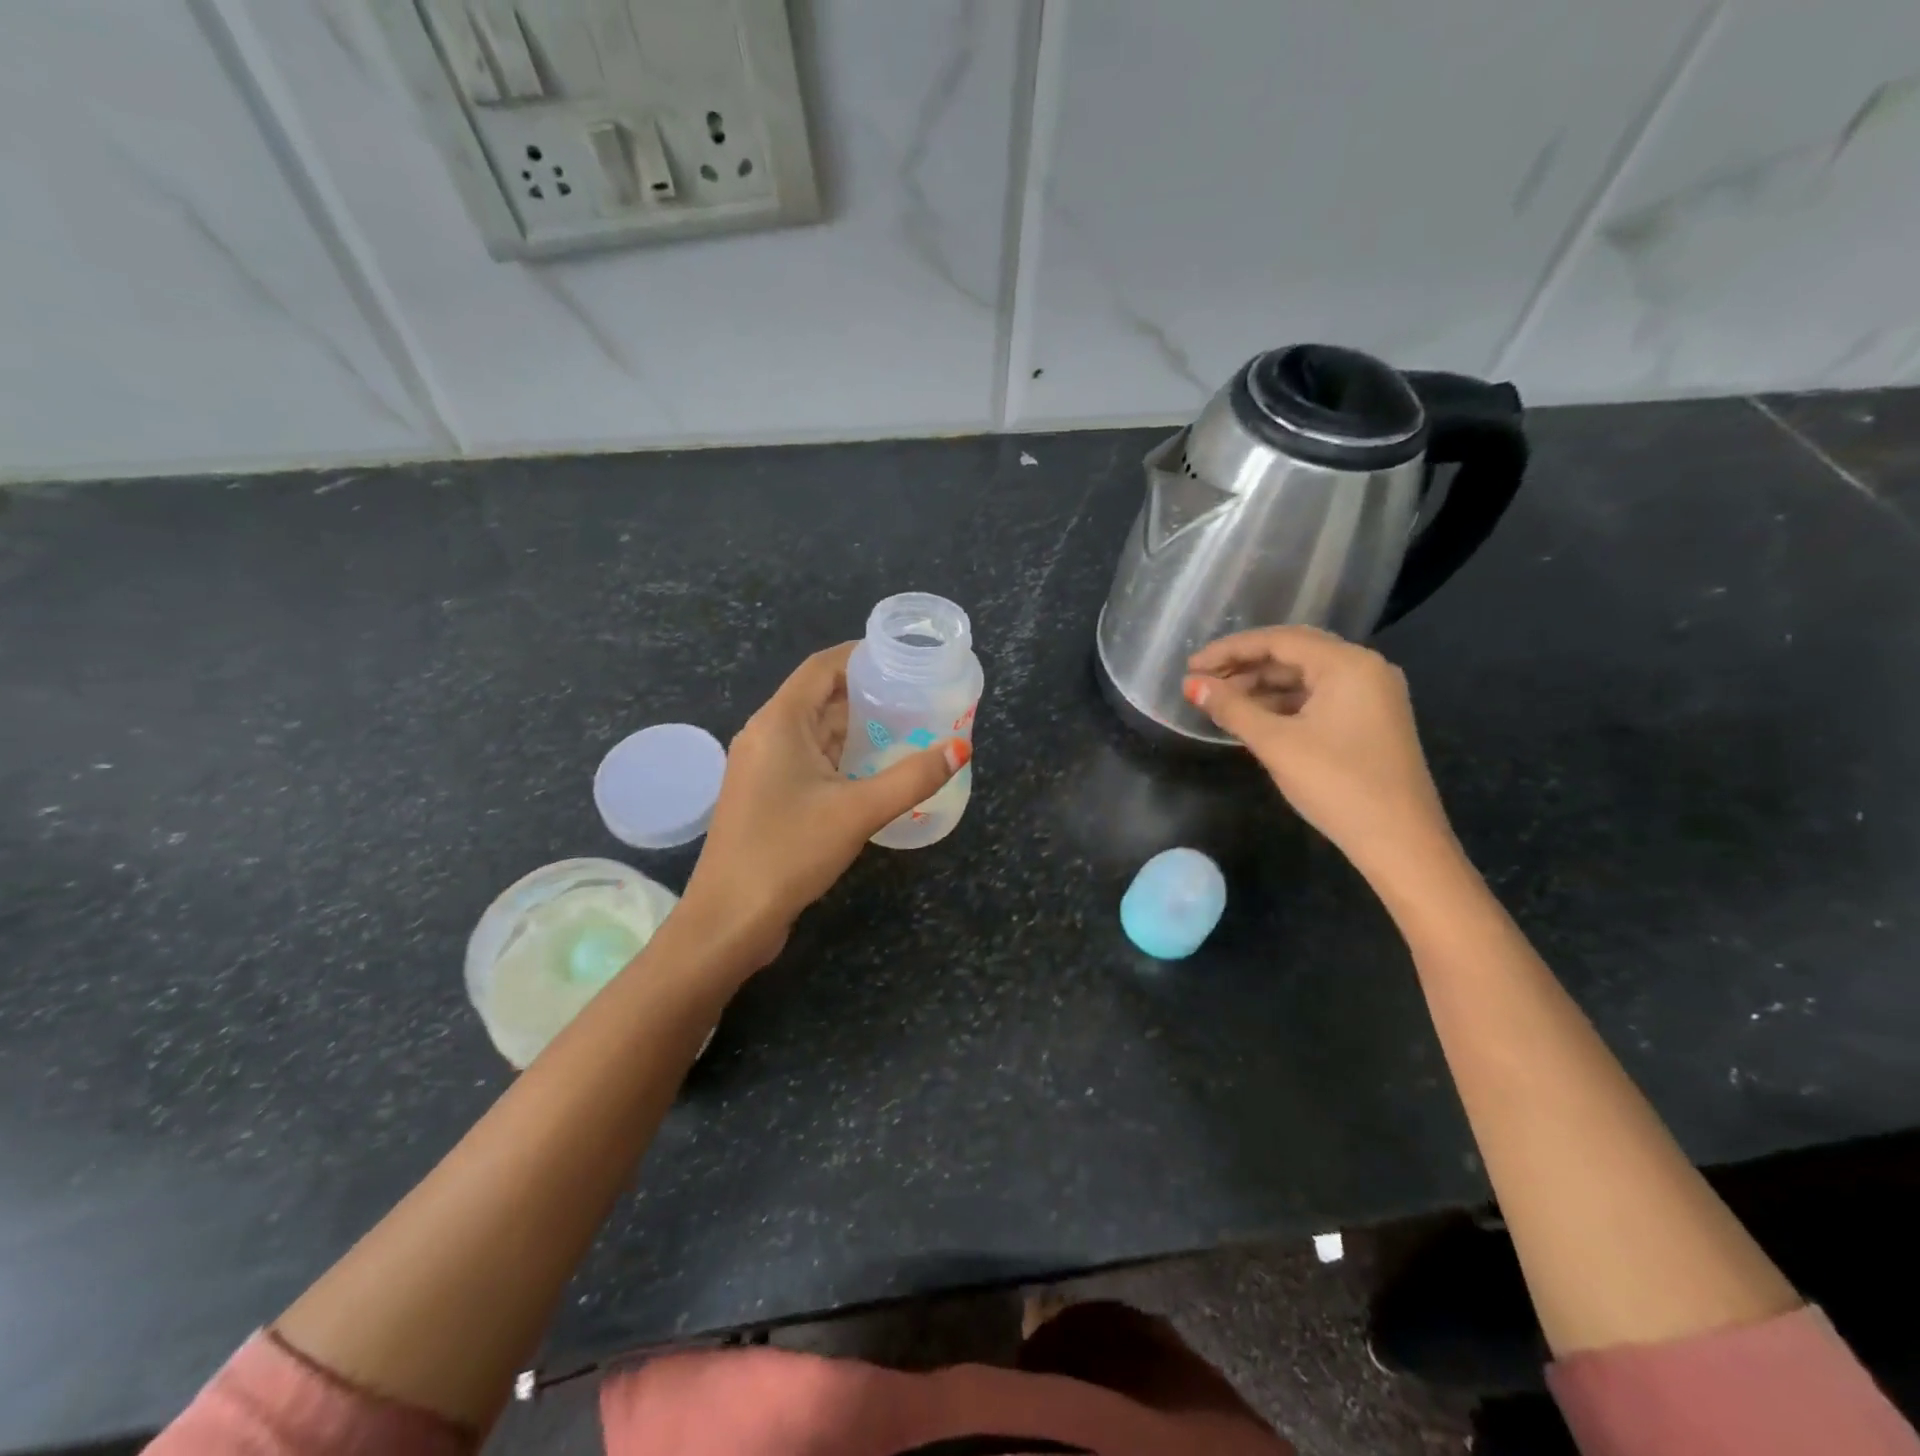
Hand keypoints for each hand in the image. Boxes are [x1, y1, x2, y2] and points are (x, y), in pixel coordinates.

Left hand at [680, 643, 967, 967]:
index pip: (821, 667)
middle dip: (866, 692)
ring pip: (814, 731)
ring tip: (906, 725)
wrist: (729, 919)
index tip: (903, 657)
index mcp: (778, 722)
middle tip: (916, 694)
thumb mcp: (858, 812)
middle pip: (819, 696)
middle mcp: (765, 735)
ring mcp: (763, 767)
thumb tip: (961, 748)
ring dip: (855, 726)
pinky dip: (841, 755)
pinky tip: (875, 767)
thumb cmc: (788, 852)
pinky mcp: (767, 796)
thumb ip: (913, 778)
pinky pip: (808, 759)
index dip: (861, 655)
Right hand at [1182, 626, 1453, 874]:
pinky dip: (1283, 703)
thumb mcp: (1276, 743)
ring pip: (1306, 677)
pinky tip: (1254, 718)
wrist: (1401, 842)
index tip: (1191, 667)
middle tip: (1202, 681)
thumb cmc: (1336, 784)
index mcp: (1348, 664)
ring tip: (1220, 702)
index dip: (1229, 650)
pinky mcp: (1370, 721)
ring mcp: (1372, 695)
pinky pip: (1318, 698)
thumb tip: (1191, 685)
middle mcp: (1365, 669)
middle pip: (1293, 653)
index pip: (1278, 640)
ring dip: (1262, 686)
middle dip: (1244, 665)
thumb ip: (1231, 709)